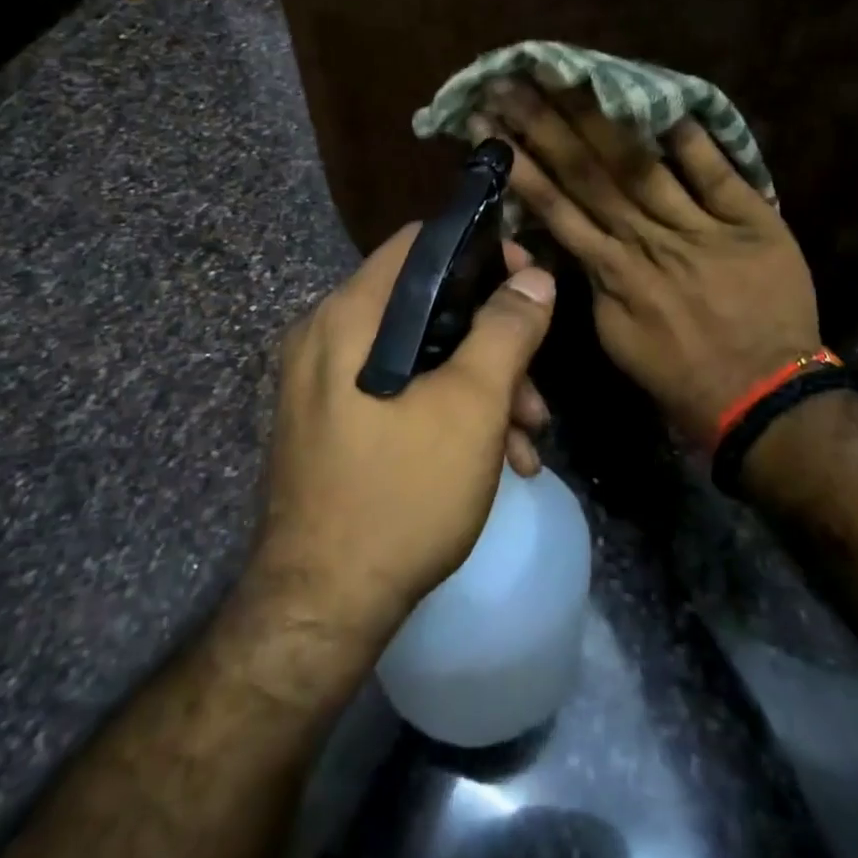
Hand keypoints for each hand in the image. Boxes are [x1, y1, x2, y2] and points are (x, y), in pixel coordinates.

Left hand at [255, 225, 557, 645]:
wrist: (321, 612)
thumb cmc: (400, 494)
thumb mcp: (471, 406)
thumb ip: (507, 331)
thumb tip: (535, 278)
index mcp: (348, 317)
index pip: (418, 245)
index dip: (479, 252)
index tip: (528, 279)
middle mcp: (327, 338)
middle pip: (427, 307)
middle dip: (493, 343)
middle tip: (536, 386)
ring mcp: (325, 386)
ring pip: (420, 358)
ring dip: (481, 388)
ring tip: (529, 439)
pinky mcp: (335, 425)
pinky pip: (400, 394)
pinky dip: (449, 413)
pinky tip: (498, 461)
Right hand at [476, 81, 818, 454]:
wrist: (763, 397)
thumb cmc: (681, 376)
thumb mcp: (615, 339)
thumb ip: (591, 284)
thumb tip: (569, 239)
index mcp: (612, 272)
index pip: (556, 205)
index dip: (521, 163)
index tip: (490, 124)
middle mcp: (647, 240)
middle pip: (589, 173)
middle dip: (545, 124)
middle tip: (512, 80)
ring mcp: (699, 227)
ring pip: (639, 164)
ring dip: (598, 119)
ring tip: (564, 78)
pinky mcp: (750, 221)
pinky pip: (714, 172)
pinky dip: (690, 137)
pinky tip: (660, 97)